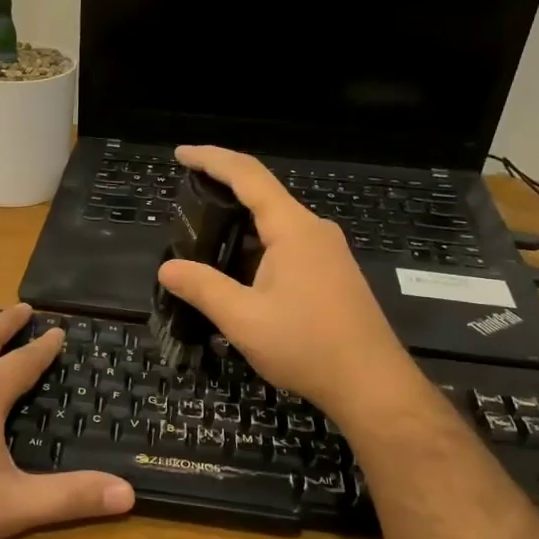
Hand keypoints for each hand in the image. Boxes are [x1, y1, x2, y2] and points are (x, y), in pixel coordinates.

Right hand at [157, 147, 420, 417]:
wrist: (371, 384)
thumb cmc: (307, 346)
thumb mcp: (243, 318)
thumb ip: (202, 288)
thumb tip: (167, 268)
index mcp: (293, 229)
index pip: (247, 176)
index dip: (211, 159)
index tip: (181, 154)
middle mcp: (314, 230)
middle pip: (262, 196)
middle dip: (221, 194)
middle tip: (185, 206)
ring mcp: (327, 252)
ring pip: (274, 226)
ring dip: (238, 230)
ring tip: (203, 246)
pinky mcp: (332, 274)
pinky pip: (287, 247)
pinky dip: (256, 250)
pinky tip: (237, 277)